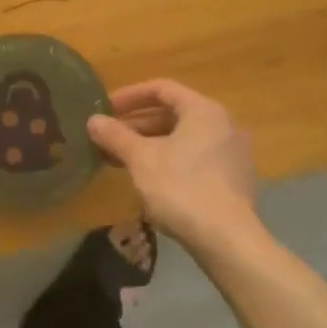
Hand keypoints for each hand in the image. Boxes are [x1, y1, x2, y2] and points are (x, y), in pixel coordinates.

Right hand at [87, 80, 258, 255]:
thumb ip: (116, 135)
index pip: (162, 89)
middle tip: (109, 137)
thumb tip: (93, 120)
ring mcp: (232, 153)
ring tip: (121, 159)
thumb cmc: (181, 188)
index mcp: (203, 110)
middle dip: (137, 124)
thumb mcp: (141, 159)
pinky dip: (169, 160)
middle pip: (173, 114)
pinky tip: (148, 179)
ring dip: (150, 144)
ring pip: (183, 138)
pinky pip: (195, 157)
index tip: (106, 109)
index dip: (130, 96)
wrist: (227, 239)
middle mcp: (223, 124)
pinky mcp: (233, 179)